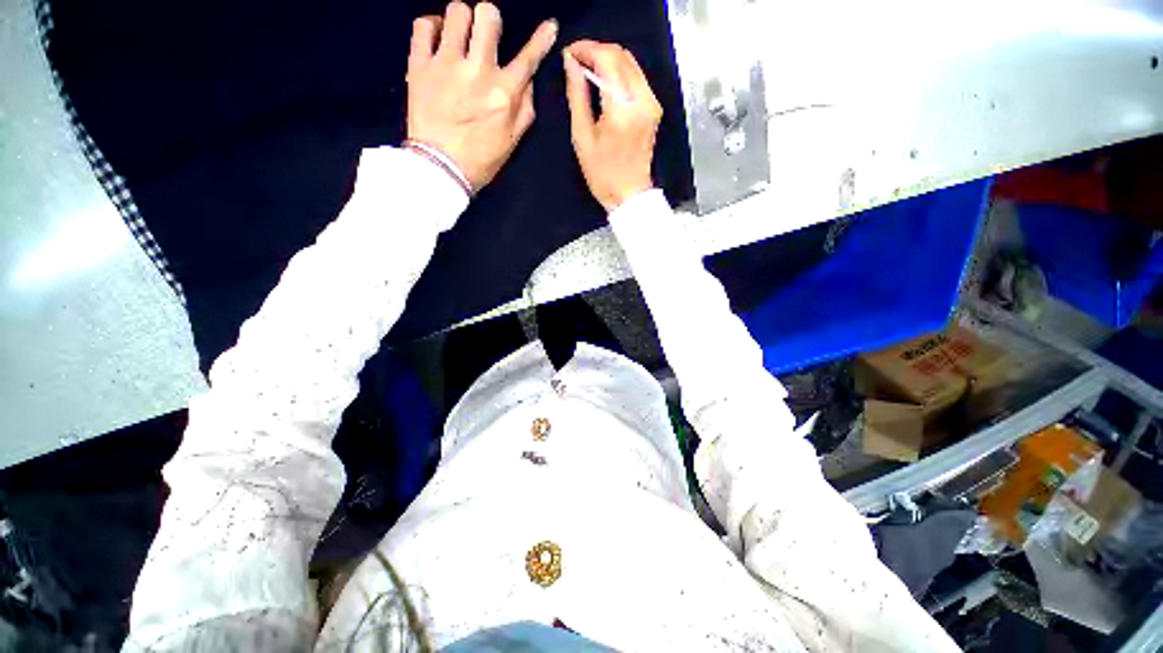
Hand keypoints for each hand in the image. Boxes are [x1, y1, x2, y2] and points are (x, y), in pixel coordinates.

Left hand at [406, 2, 557, 190]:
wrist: (441, 168)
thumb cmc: (481, 159)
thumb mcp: (513, 140)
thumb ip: (525, 108)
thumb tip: (528, 79)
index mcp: (505, 93)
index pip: (529, 57)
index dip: (542, 38)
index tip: (549, 26)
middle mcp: (478, 71)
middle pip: (488, 14)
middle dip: (490, 19)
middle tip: (485, 34)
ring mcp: (446, 64)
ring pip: (456, 12)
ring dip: (461, 19)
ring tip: (459, 36)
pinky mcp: (419, 65)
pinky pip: (423, 25)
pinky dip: (431, 26)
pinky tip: (437, 38)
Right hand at [563, 41, 661, 211]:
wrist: (629, 194)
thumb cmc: (602, 174)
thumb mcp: (582, 137)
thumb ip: (577, 96)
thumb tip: (571, 64)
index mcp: (621, 109)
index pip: (607, 59)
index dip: (586, 49)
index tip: (570, 53)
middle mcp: (641, 100)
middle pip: (621, 55)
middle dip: (597, 51)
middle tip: (576, 60)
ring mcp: (651, 103)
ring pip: (631, 63)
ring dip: (608, 60)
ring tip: (588, 69)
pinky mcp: (654, 108)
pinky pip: (637, 77)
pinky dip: (619, 72)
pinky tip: (605, 82)